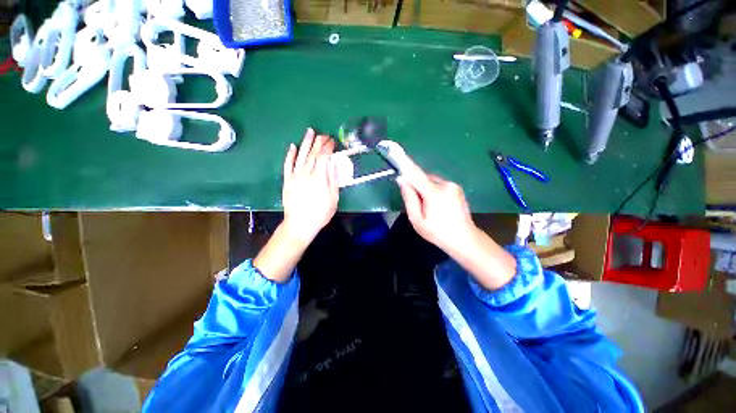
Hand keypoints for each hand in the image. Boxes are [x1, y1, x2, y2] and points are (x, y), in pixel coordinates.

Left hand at [282, 128, 338, 242]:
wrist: (300, 224)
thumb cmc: (320, 214)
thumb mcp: (333, 199)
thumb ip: (333, 180)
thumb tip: (333, 163)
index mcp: (319, 178)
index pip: (324, 157)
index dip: (328, 147)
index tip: (332, 141)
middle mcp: (306, 174)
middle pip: (313, 154)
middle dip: (319, 142)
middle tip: (323, 134)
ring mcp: (295, 176)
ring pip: (301, 156)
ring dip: (305, 143)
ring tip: (309, 131)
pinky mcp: (287, 180)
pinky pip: (288, 165)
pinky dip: (290, 155)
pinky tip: (293, 146)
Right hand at [396, 157, 515, 289]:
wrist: (465, 239)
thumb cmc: (437, 233)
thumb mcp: (417, 220)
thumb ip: (409, 198)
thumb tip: (402, 179)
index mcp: (434, 193)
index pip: (415, 173)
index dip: (404, 162)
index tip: (395, 150)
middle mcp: (445, 184)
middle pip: (423, 178)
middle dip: (416, 186)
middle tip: (418, 204)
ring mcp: (453, 185)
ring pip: (431, 181)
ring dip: (425, 190)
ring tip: (430, 208)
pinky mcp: (457, 188)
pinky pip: (439, 184)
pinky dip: (433, 191)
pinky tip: (438, 206)